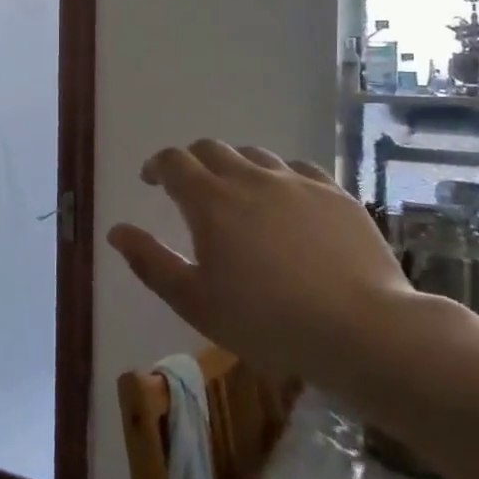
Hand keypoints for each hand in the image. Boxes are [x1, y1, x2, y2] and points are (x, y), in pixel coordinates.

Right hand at [108, 141, 418, 385]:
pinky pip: (297, 169)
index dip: (156, 166)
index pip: (173, 162)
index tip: (151, 181)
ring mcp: (297, 182)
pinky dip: (278, 177)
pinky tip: (285, 200)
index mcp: (210, 201)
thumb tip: (116, 230)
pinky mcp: (334, 194)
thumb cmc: (266, 321)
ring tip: (236, 195)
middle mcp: (250, 179)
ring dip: (234, 166)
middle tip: (188, 188)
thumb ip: (149, 262)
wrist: (361, 329)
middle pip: (211, 149)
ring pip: (254, 155)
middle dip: (191, 162)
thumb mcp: (194, 302)